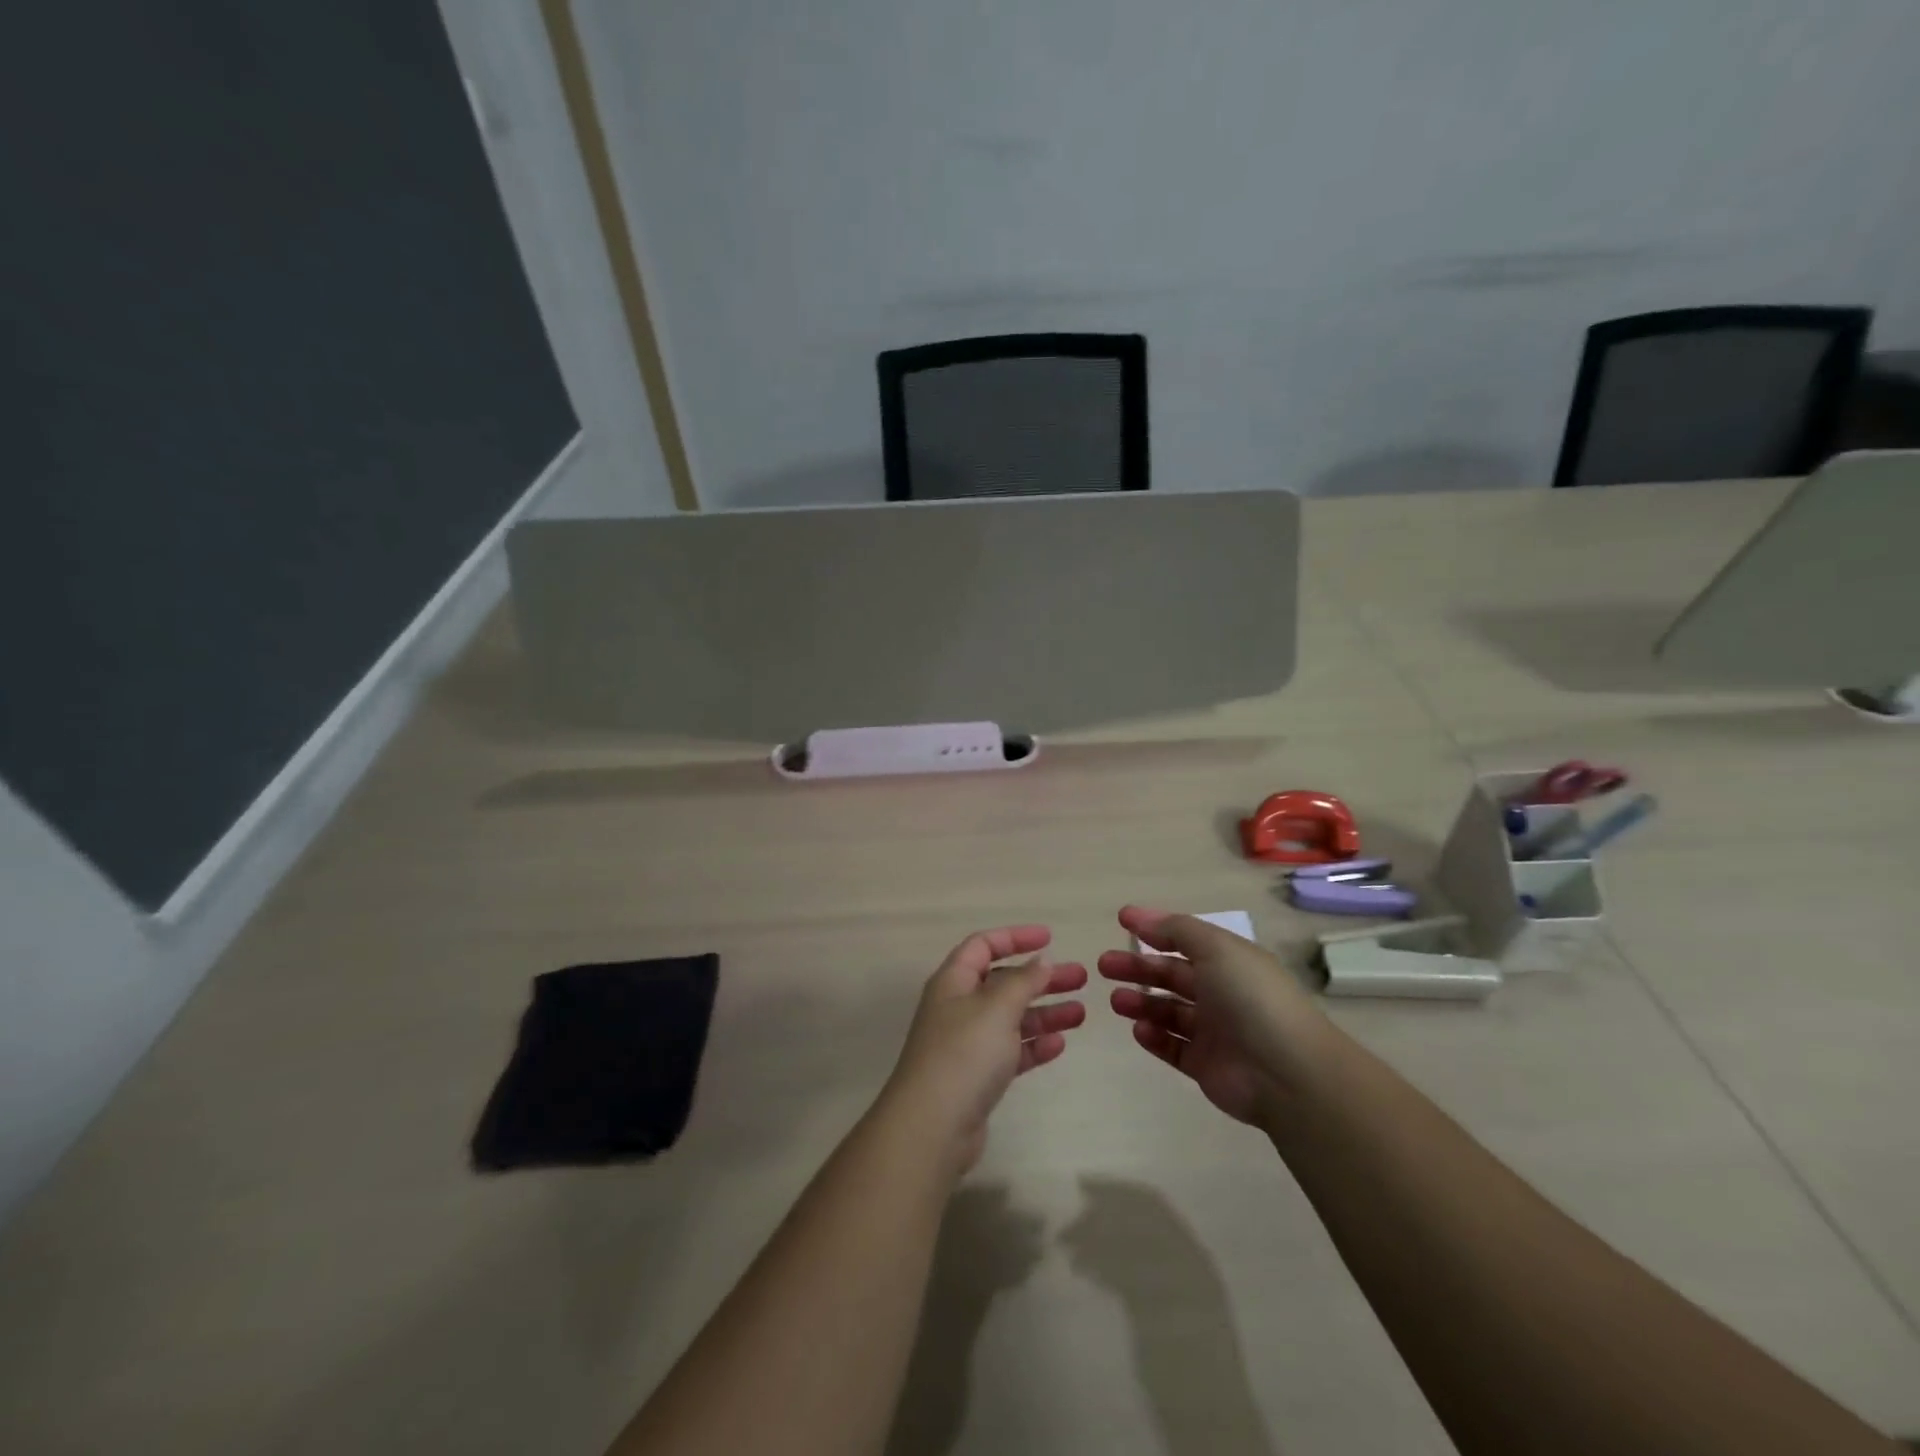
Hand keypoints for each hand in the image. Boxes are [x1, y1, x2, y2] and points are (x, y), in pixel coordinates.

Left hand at [882, 926, 1087, 1171]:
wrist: (933, 1126)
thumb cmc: (964, 1053)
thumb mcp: (996, 1008)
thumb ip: (1022, 981)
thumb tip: (1041, 961)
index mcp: (954, 981)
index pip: (983, 945)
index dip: (1015, 937)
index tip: (1051, 938)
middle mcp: (958, 1007)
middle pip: (1003, 982)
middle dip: (1040, 978)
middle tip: (1080, 977)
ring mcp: (968, 1043)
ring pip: (1011, 1018)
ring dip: (1045, 1012)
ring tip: (1082, 1012)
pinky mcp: (978, 1077)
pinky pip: (1011, 1051)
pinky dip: (1034, 1045)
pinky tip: (1060, 1044)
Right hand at [1099, 906, 1333, 1128]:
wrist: (1287, 1074)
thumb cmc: (1251, 998)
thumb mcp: (1216, 948)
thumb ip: (1176, 930)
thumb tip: (1141, 917)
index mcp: (1229, 961)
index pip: (1185, 940)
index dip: (1154, 929)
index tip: (1121, 921)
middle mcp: (1222, 993)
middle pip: (1172, 975)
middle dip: (1138, 968)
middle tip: (1104, 965)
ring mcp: (1214, 1031)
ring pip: (1169, 1011)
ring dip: (1141, 1002)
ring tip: (1116, 1001)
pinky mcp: (1206, 1066)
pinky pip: (1172, 1047)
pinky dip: (1154, 1038)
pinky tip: (1138, 1030)